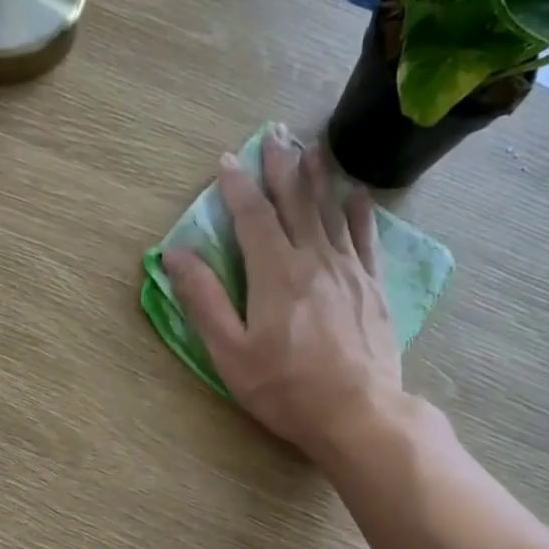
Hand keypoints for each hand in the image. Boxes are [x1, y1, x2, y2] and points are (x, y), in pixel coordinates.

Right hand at [164, 130, 402, 459]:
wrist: (357, 413)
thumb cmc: (285, 388)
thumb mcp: (230, 352)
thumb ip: (203, 300)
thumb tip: (175, 255)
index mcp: (274, 273)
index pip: (252, 216)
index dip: (236, 187)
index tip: (225, 161)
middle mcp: (313, 259)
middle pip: (295, 202)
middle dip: (281, 168)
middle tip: (274, 136)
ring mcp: (349, 271)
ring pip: (330, 212)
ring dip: (318, 178)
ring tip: (311, 149)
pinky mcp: (373, 288)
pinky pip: (366, 239)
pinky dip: (360, 213)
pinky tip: (357, 195)